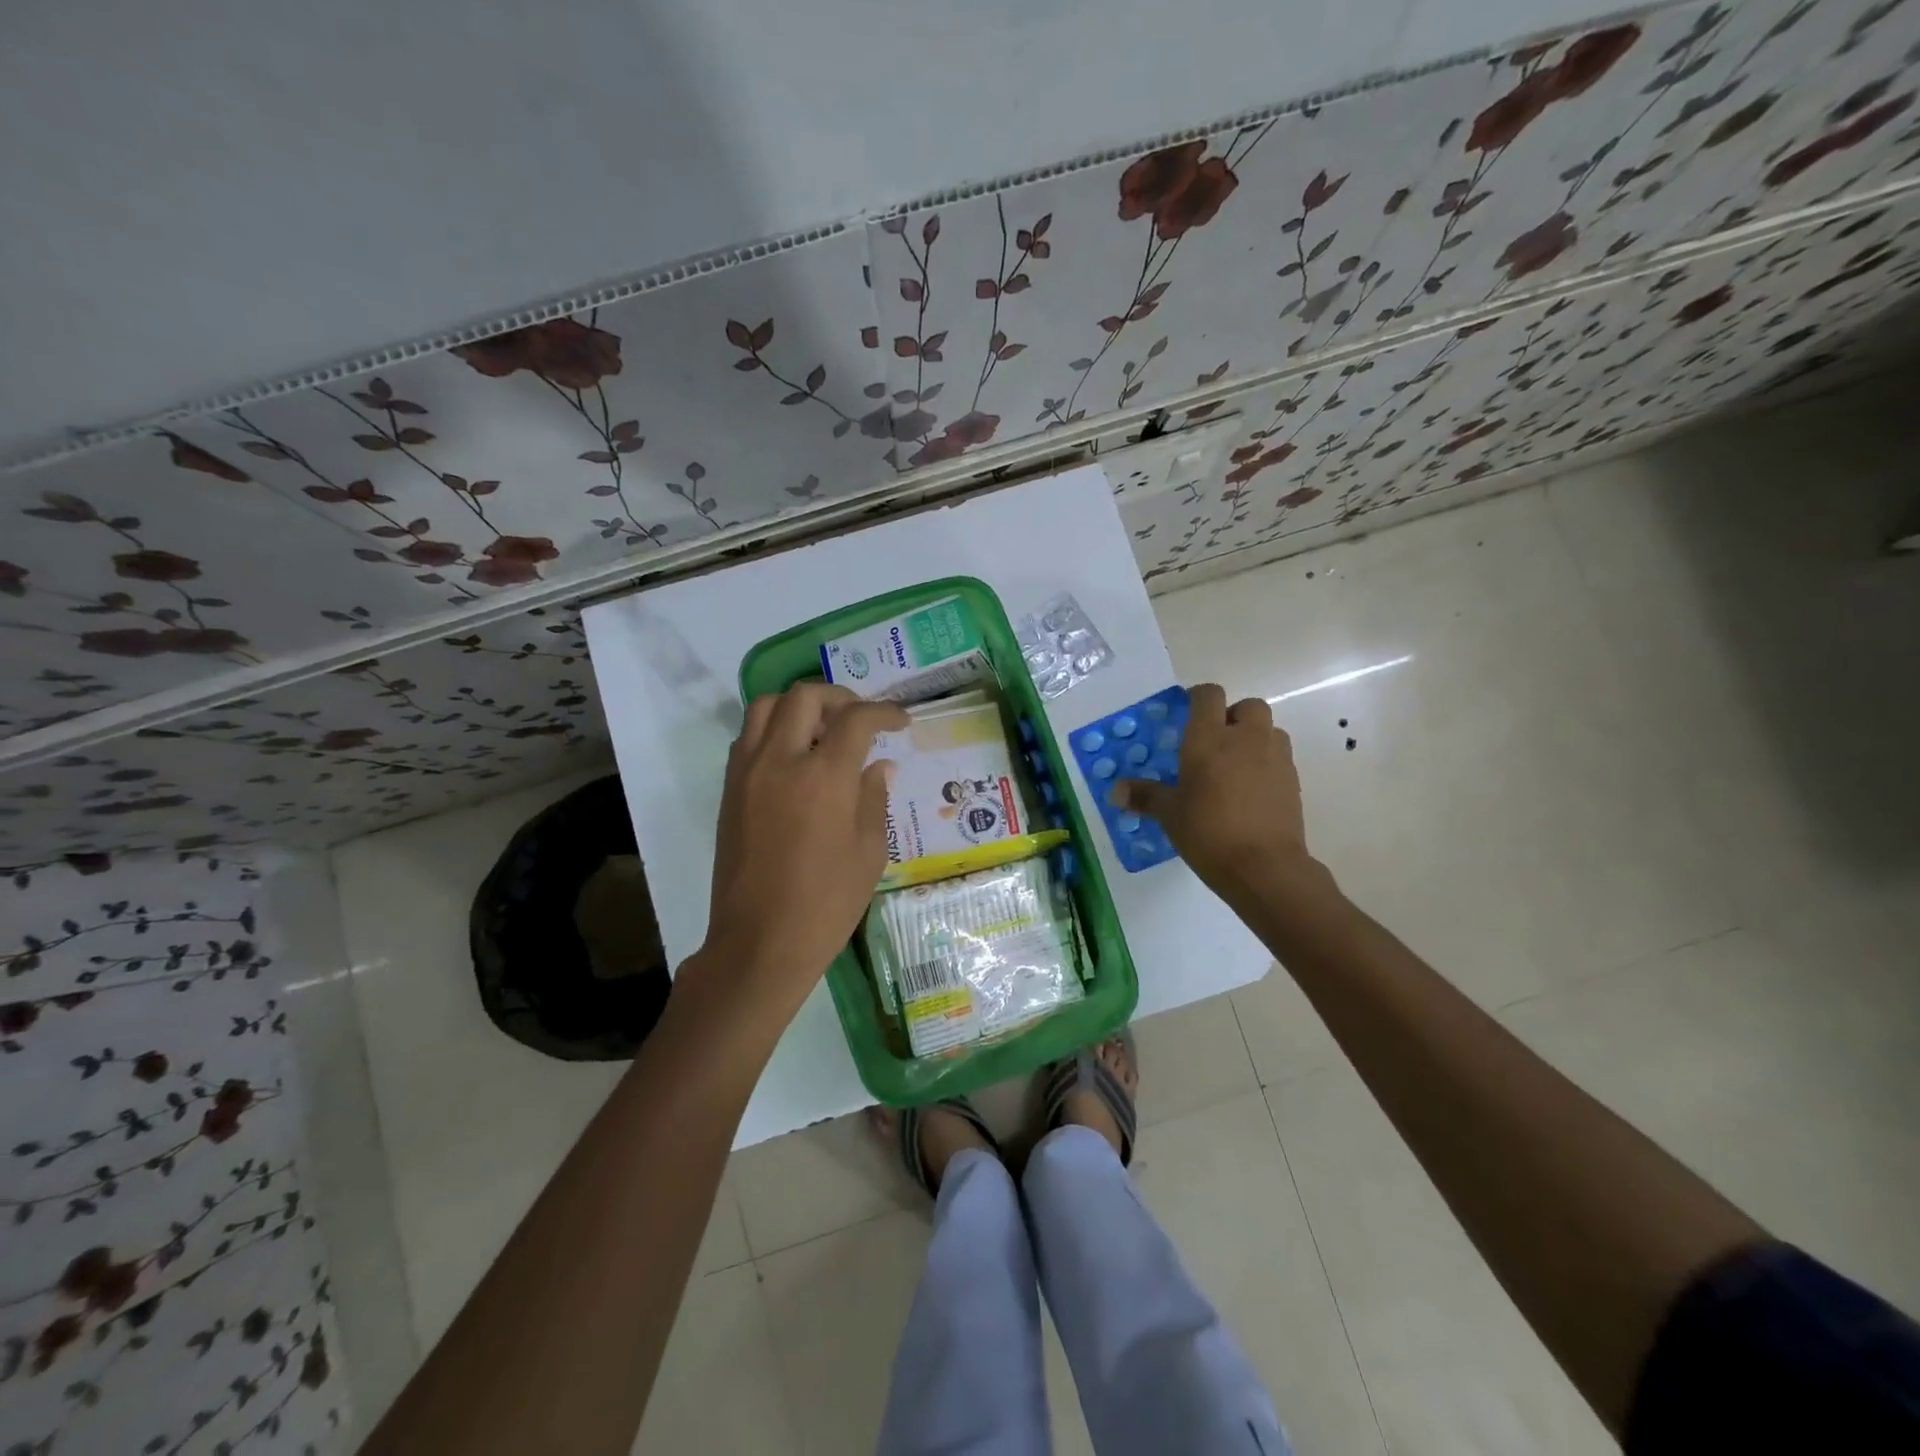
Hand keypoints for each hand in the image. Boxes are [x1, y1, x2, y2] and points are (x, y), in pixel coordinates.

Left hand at [694, 683, 908, 1025]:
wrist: (759, 943)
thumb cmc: (826, 903)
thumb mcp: (868, 852)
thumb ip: (873, 798)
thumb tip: (879, 765)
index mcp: (823, 776)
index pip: (856, 719)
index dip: (884, 712)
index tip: (901, 721)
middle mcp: (780, 761)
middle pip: (804, 697)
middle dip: (840, 697)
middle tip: (861, 719)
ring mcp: (747, 773)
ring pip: (766, 707)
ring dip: (799, 706)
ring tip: (823, 730)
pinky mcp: (729, 790)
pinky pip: (748, 737)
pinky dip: (773, 729)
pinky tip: (795, 758)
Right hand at [1111, 683, 1315, 898]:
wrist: (1264, 866)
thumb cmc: (1208, 832)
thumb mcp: (1169, 814)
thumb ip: (1144, 796)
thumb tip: (1115, 792)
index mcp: (1209, 738)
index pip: (1208, 695)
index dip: (1198, 697)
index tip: (1187, 713)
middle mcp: (1245, 738)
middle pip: (1248, 706)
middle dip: (1233, 716)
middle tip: (1215, 742)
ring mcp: (1275, 758)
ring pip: (1269, 730)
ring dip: (1255, 738)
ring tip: (1236, 765)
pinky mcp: (1293, 781)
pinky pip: (1280, 758)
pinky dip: (1267, 764)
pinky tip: (1252, 791)